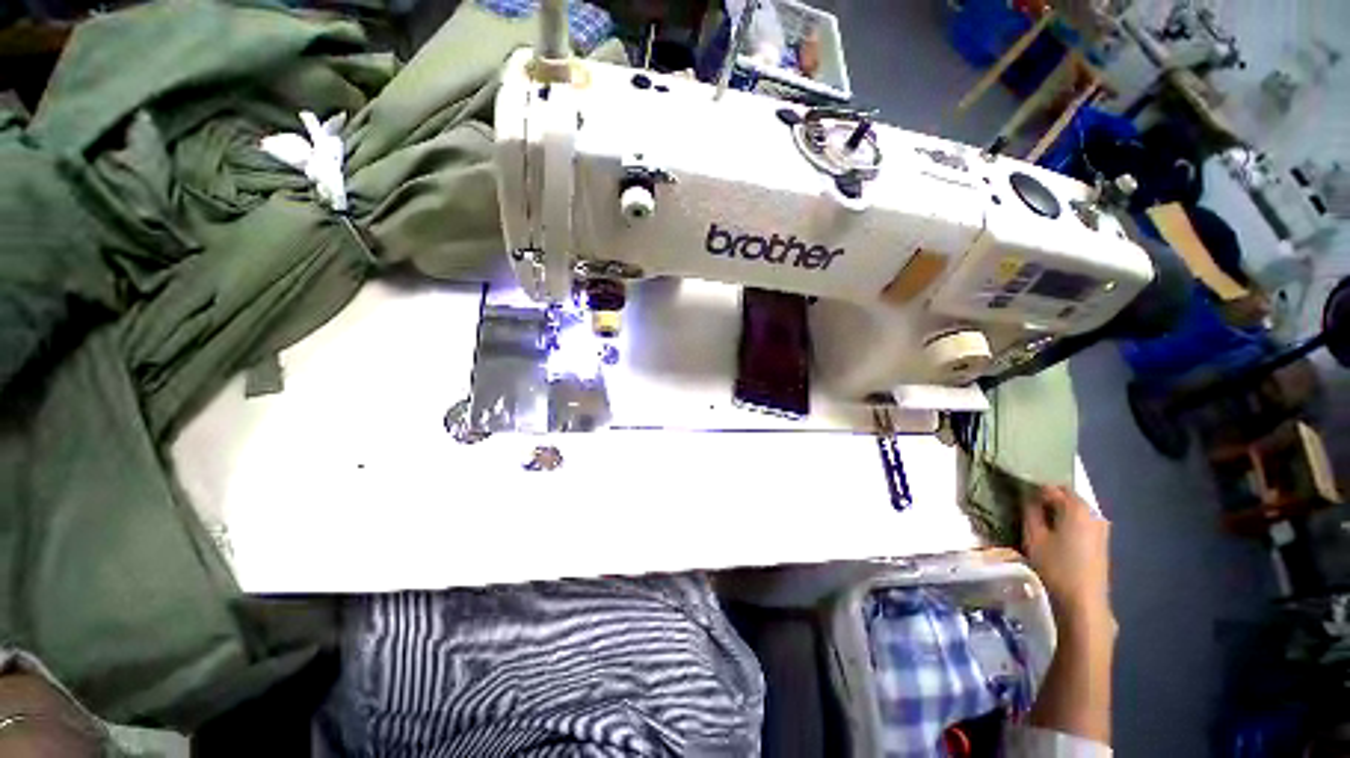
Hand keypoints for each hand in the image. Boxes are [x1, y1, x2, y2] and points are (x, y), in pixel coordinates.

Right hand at [1022, 486, 1114, 633]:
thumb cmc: (1056, 566)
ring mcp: (1100, 527)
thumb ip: (1029, 510)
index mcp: (1076, 507)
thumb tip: (1025, 493)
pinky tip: (1053, 534)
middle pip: (1065, 495)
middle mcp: (1093, 512)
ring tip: (1036, 521)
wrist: (1084, 601)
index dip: (1031, 488)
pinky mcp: (1101, 540)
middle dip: (1045, 498)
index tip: (1015, 495)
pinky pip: (1079, 520)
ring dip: (1055, 510)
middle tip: (1023, 508)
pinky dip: (1065, 521)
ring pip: (1072, 508)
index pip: (1049, 486)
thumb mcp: (1033, 536)